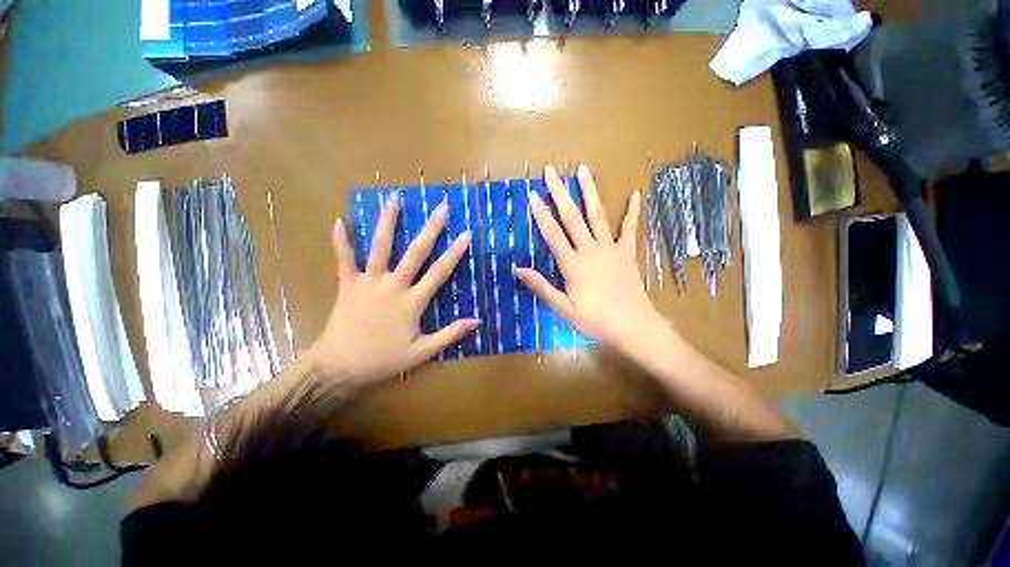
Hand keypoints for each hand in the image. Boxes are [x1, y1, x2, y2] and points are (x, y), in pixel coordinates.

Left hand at [303, 198, 478, 386]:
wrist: (339, 367)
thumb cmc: (383, 360)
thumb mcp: (422, 353)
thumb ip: (450, 335)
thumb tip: (476, 321)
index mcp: (412, 302)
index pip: (439, 273)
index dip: (454, 253)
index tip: (465, 235)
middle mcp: (393, 286)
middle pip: (415, 253)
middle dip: (430, 229)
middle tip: (441, 208)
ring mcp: (369, 282)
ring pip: (380, 247)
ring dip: (387, 222)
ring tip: (394, 200)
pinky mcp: (347, 284)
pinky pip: (343, 259)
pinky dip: (341, 241)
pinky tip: (339, 220)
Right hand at [514, 164, 668, 355]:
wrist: (634, 327)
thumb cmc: (596, 321)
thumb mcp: (564, 309)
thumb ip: (541, 287)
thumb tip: (518, 269)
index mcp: (574, 265)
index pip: (553, 234)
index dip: (541, 214)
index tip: (532, 194)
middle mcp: (591, 251)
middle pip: (573, 218)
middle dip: (560, 193)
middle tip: (551, 172)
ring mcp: (611, 249)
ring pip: (598, 216)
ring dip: (590, 192)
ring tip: (583, 169)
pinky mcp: (627, 253)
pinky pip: (629, 229)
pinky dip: (632, 212)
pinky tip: (635, 193)